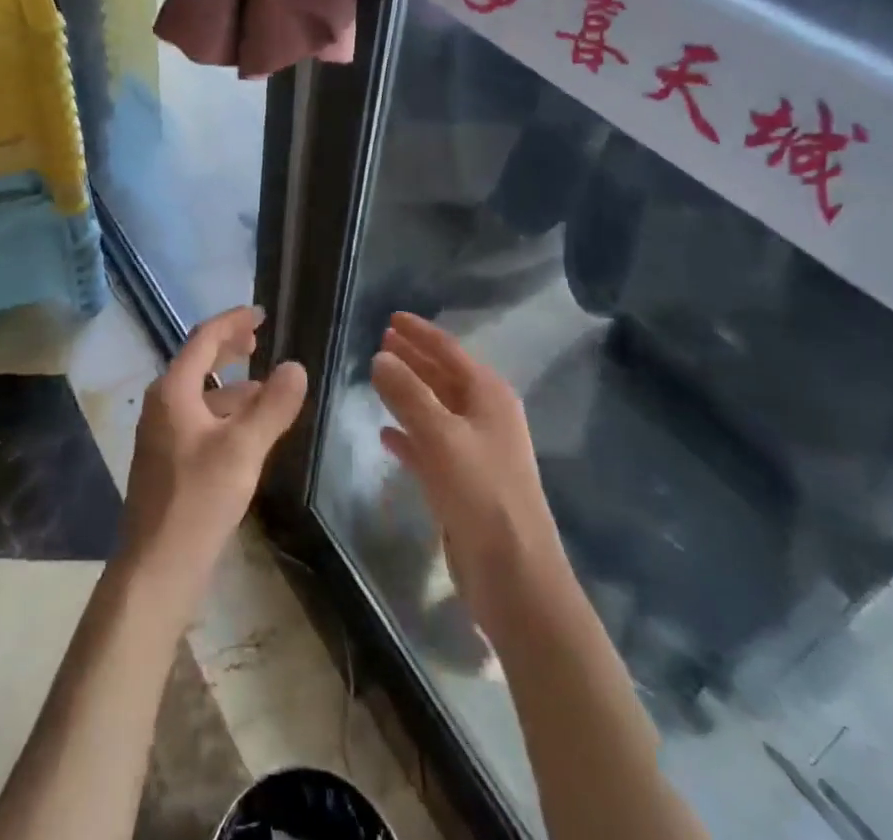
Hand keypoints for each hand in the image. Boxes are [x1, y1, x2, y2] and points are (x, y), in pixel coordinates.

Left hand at [121, 306, 307, 608]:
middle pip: (198, 361)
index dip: (232, 321)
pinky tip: (250, 429)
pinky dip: (226, 411)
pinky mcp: (170, 460)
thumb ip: (272, 406)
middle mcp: (163, 404)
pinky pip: (201, 418)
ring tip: (267, 386)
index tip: (260, 313)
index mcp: (173, 391)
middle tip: (260, 338)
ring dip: (232, 383)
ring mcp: (163, 433)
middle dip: (229, 347)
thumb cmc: (198, 501)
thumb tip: (296, 366)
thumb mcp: (243, 450)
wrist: (156, 569)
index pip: (204, 339)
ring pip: (202, 393)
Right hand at [370, 313, 568, 641]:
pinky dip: (409, 435)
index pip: (449, 350)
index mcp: (489, 396)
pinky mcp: (463, 484)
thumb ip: (407, 393)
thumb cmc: (481, 493)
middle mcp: (485, 417)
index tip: (391, 317)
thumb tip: (380, 358)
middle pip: (443, 376)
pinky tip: (385, 433)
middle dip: (413, 358)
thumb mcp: (440, 435)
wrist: (515, 575)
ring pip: (435, 410)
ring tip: (377, 377)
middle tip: (380, 341)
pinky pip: (430, 446)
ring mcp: (475, 452)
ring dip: (408, 393)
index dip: (420, 332)